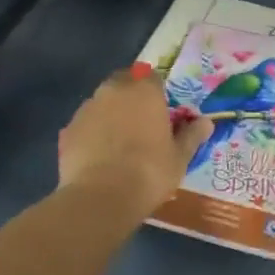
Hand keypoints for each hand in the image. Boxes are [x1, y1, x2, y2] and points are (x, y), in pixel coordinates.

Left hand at [57, 63, 211, 220]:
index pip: (152, 77)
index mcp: (144, 91)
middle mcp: (114, 91)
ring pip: (102, 103)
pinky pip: (85, 125)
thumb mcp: (179, 157)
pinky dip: (92, 133)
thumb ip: (192, 135)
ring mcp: (87, 108)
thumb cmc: (149, 172)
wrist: (101, 198)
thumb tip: (207, 122)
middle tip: (140, 125)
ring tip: (118, 143)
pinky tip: (98, 157)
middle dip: (131, 98)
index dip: (157, 93)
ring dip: (110, 114)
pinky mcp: (67, 129)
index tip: (161, 112)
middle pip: (123, 84)